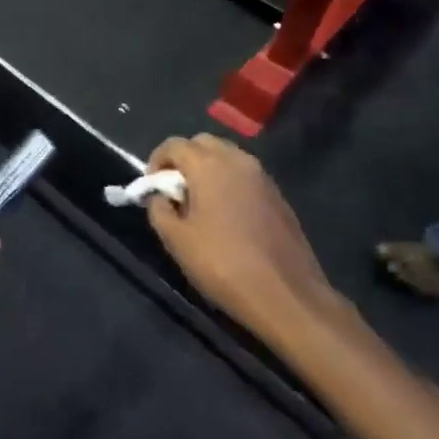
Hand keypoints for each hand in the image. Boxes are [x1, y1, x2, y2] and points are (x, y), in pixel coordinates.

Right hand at [144, 135, 336, 343]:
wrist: (286, 295)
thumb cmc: (223, 264)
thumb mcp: (177, 240)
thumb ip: (159, 210)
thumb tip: (159, 196)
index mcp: (209, 165)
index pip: (174, 145)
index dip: (157, 161)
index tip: (152, 187)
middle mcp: (237, 160)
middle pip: (203, 143)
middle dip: (183, 160)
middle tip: (174, 191)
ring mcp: (262, 177)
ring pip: (227, 157)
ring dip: (208, 169)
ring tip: (199, 204)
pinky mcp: (278, 195)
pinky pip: (245, 176)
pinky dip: (229, 183)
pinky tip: (226, 216)